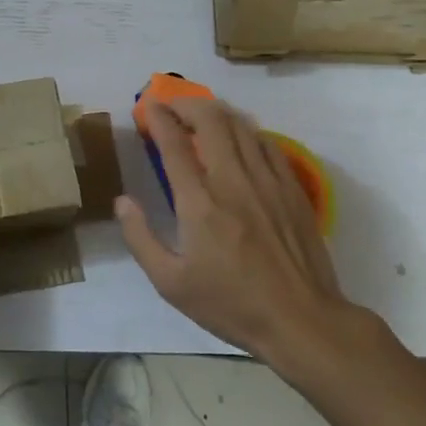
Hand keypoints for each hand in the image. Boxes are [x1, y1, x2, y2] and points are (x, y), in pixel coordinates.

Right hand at [117, 98, 352, 364]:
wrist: (302, 321)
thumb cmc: (231, 305)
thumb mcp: (170, 283)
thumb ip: (141, 238)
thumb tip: (123, 201)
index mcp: (199, 204)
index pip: (174, 144)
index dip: (159, 118)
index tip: (149, 107)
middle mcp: (233, 181)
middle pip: (211, 121)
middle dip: (188, 104)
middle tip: (173, 106)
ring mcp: (268, 182)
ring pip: (242, 126)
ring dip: (217, 113)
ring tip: (202, 115)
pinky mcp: (293, 189)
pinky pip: (268, 144)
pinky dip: (247, 132)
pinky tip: (241, 139)